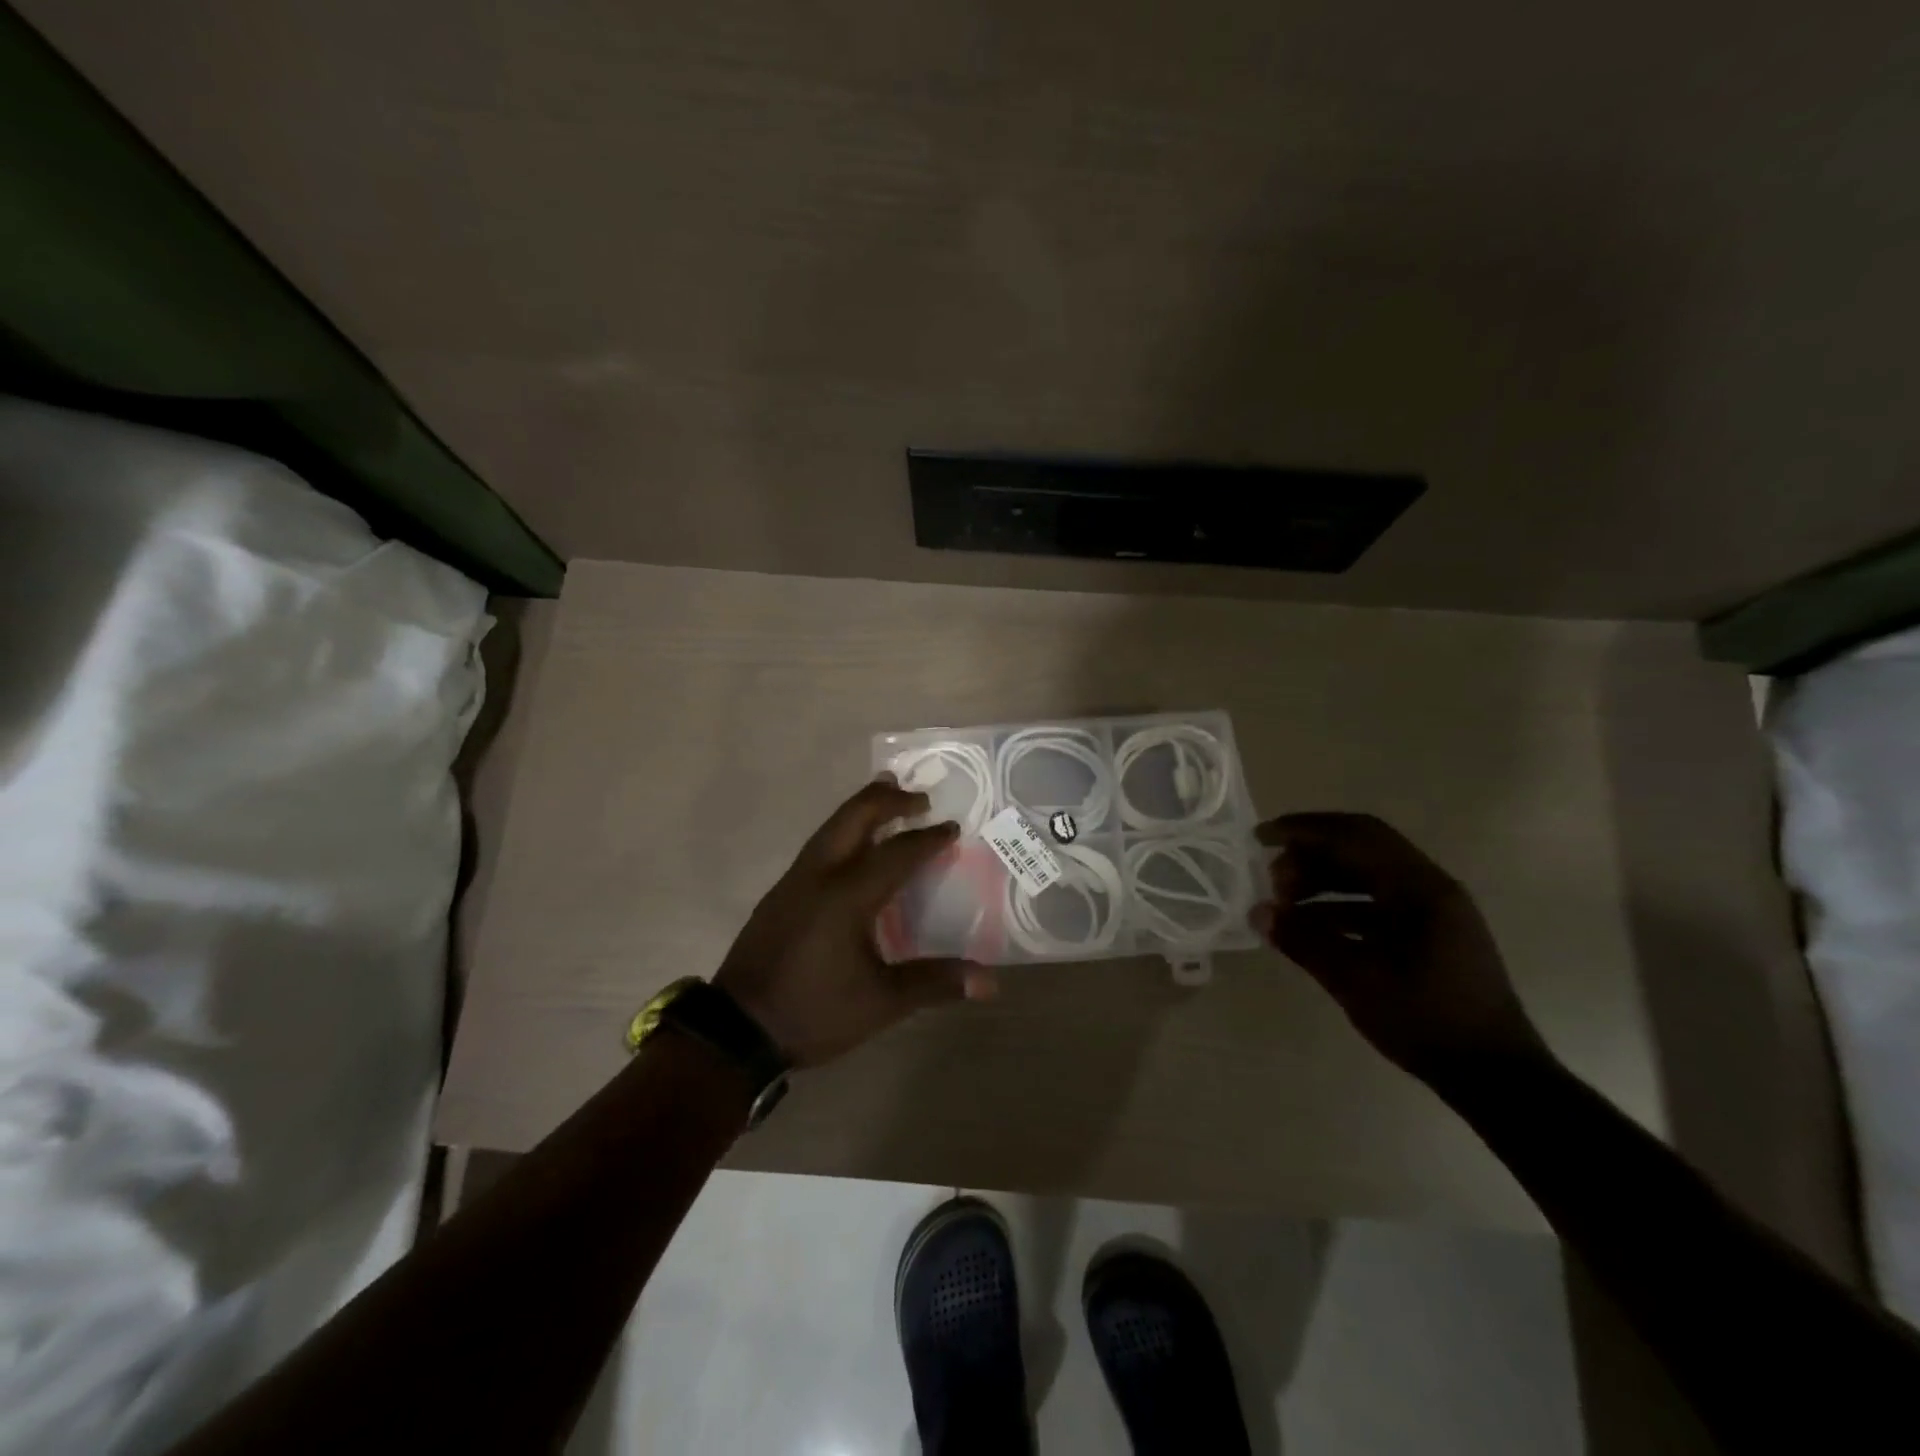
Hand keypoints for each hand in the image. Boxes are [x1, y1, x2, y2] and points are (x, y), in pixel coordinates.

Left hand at [714, 777, 998, 1066]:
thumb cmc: (813, 1012)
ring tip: (887, 798)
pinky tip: (853, 846)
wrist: (737, 1030)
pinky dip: (843, 830)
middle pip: (854, 817)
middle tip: (920, 797)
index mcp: (846, 896)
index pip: (896, 853)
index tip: (952, 826)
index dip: (928, 838)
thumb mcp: (880, 1003)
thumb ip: (934, 983)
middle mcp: (818, 875)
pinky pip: (818, 844)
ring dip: (862, 809)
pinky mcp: (780, 893)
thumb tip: (990, 981)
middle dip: (888, 800)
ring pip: (831, 826)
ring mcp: (794, 880)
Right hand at [1250, 812, 1550, 1088]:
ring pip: (1368, 875)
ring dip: (1323, 880)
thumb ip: (1304, 941)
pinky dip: (1341, 904)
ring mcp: (1434, 910)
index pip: (1354, 835)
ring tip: (1285, 903)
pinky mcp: (1431, 933)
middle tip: (1271, 877)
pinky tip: (1312, 926)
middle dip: (1311, 854)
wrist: (1496, 1077)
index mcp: (1420, 888)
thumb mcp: (1356, 981)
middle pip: (1361, 847)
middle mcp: (1430, 887)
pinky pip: (1378, 901)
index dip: (1304, 829)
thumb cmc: (1426, 1021)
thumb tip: (1257, 913)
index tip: (1262, 838)